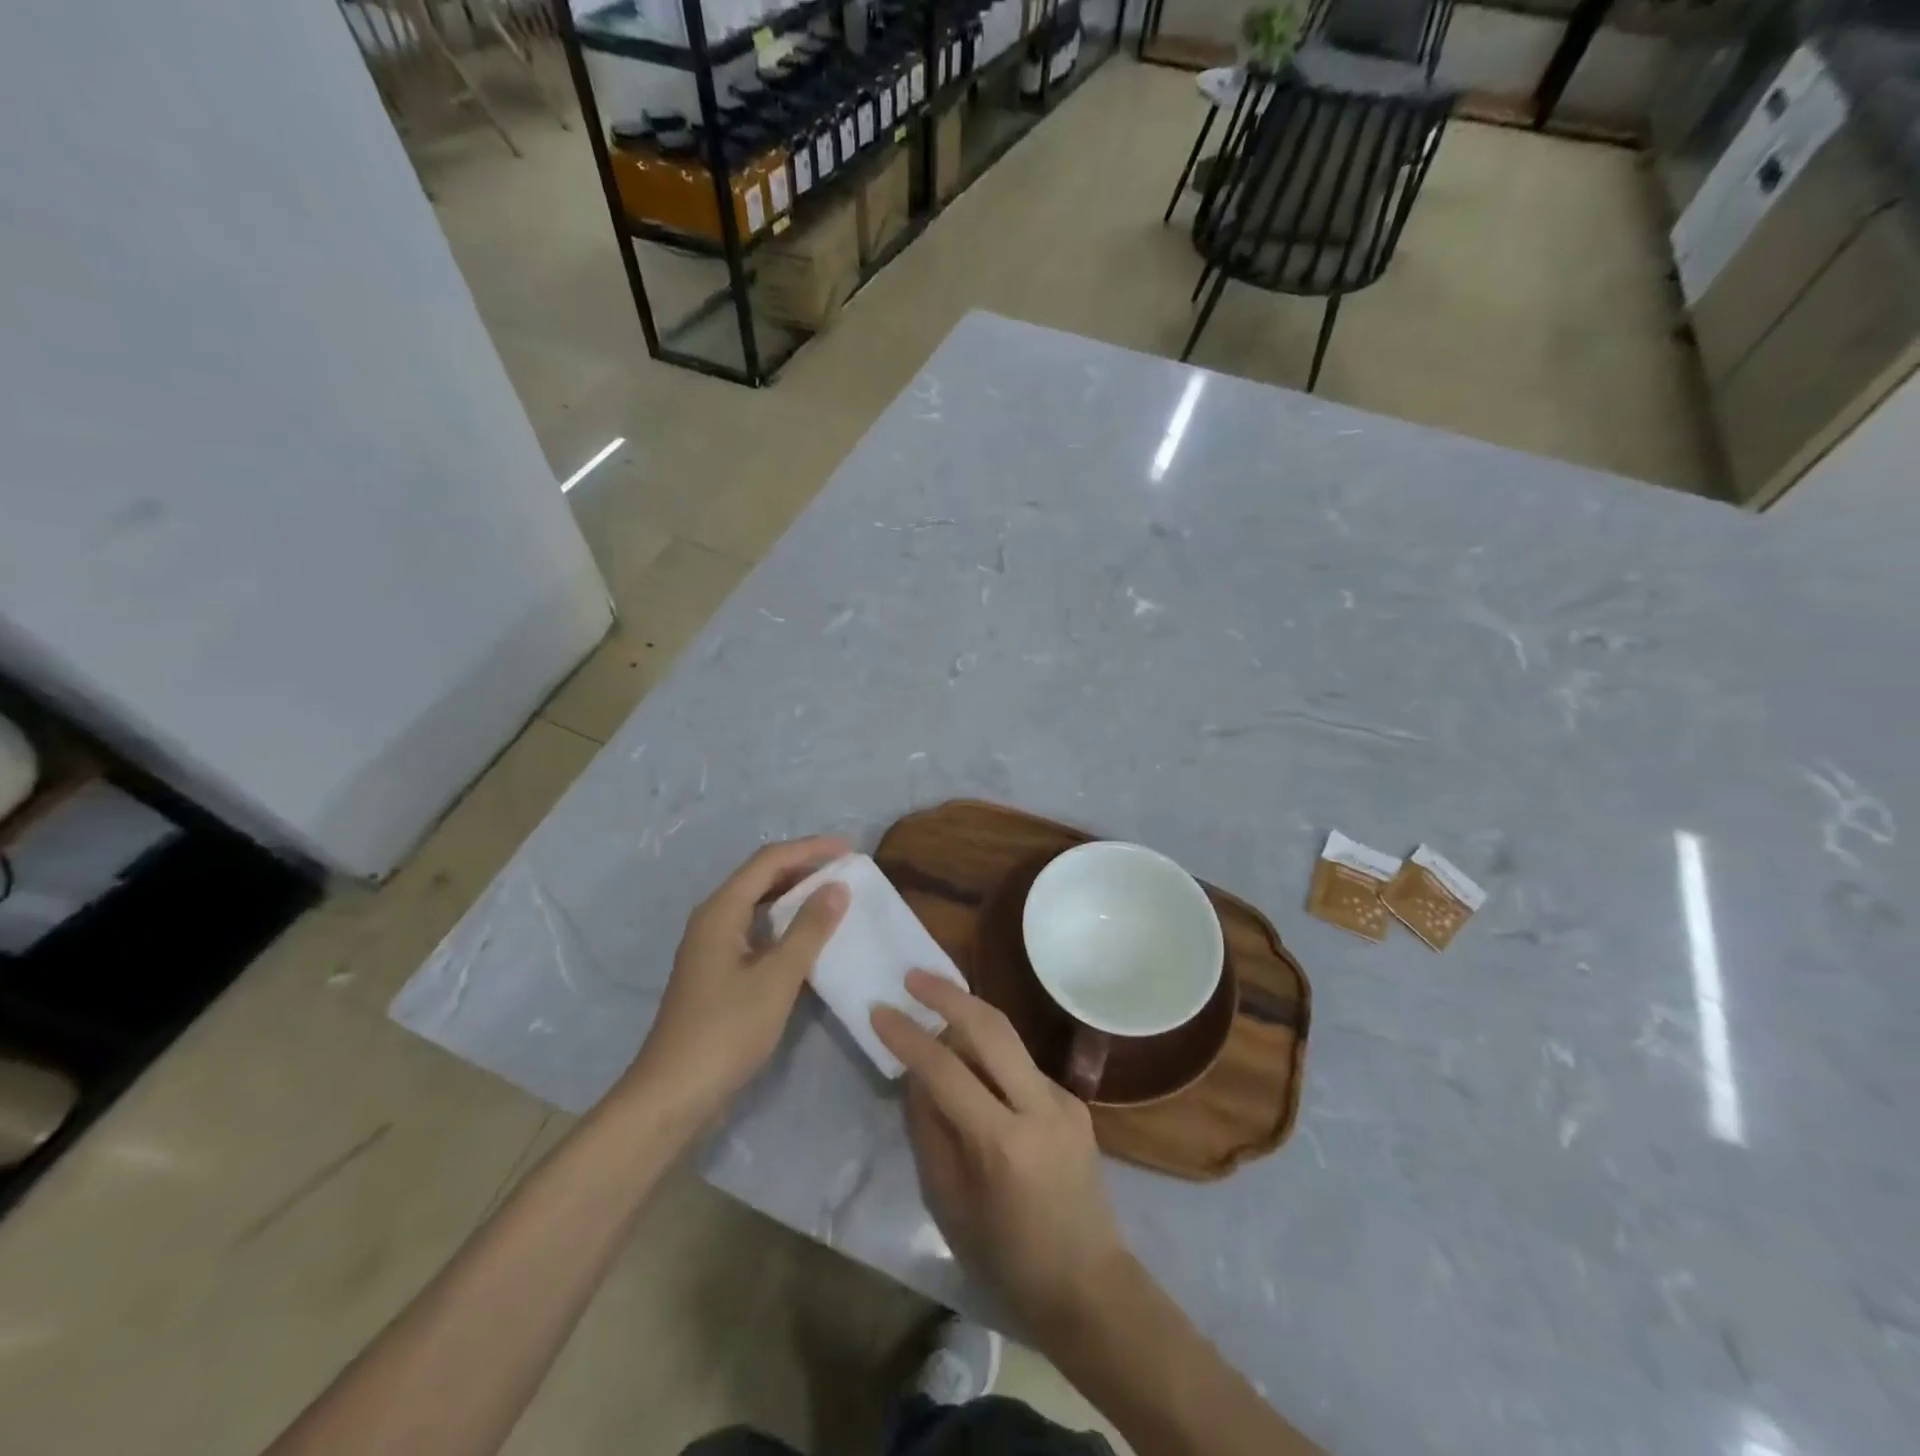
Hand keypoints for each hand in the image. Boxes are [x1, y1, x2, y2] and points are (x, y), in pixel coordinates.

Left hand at [627, 836, 850, 1119]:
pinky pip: (757, 931)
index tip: (849, 849)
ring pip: (759, 905)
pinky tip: (810, 940)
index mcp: (721, 911)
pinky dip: (786, 925)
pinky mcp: (718, 972)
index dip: (810, 849)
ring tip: (835, 898)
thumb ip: (809, 930)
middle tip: (846, 871)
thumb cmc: (726, 1031)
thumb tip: (837, 887)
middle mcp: (713, 919)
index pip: (769, 861)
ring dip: (796, 896)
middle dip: (804, 868)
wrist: (673, 1095)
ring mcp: (713, 947)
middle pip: (762, 877)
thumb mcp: (777, 978)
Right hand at [872, 972, 1129, 1337]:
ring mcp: (1064, 1100)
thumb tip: (915, 1075)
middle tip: (914, 975)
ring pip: (1009, 1038)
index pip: (946, 1071)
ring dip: (970, 1017)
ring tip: (934, 1007)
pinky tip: (973, 1069)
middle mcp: (1039, 1107)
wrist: (1089, 1285)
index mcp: (1002, 1143)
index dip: (908, 1037)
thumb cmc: (1007, 1259)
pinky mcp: (1074, 1102)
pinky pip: (1022, 1065)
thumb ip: (929, 1131)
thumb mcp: (949, 1204)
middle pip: (991, 1027)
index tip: (879, 1010)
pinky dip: (991, 1056)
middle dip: (949, 993)